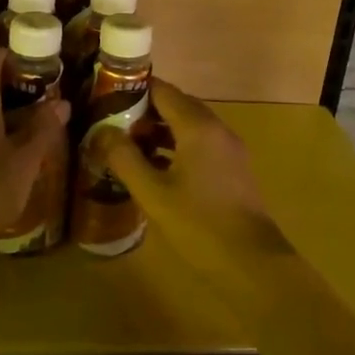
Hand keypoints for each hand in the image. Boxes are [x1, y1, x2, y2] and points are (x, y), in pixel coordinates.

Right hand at [88, 78, 290, 312]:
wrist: (253, 264)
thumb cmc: (199, 224)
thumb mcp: (152, 193)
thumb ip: (124, 158)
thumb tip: (101, 132)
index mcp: (197, 127)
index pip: (162, 91)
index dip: (133, 90)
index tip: (105, 98)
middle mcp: (216, 129)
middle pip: (176, 105)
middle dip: (143, 112)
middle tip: (110, 123)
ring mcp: (228, 149)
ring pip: (188, 126)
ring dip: (158, 131)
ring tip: (126, 146)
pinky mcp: (232, 169)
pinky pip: (199, 144)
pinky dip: (175, 147)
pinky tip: (154, 168)